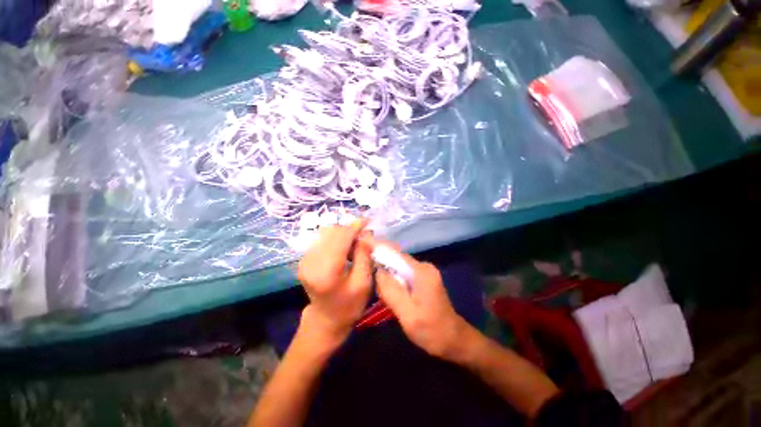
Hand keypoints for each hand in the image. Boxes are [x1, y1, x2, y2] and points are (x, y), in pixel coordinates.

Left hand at [297, 220, 372, 346]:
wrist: (326, 319)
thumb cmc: (349, 305)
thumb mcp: (363, 282)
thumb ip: (364, 256)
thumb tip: (365, 234)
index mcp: (326, 271)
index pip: (340, 238)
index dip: (354, 227)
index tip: (367, 220)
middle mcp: (311, 262)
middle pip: (332, 233)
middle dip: (350, 230)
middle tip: (364, 237)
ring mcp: (304, 260)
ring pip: (326, 234)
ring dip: (343, 234)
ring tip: (355, 245)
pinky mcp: (304, 259)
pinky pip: (322, 240)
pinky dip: (335, 240)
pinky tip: (344, 249)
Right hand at [373, 244, 472, 361]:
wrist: (454, 341)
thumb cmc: (432, 330)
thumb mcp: (408, 313)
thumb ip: (391, 290)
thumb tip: (377, 270)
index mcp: (421, 271)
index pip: (395, 253)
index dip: (378, 247)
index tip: (362, 241)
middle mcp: (423, 267)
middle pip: (396, 258)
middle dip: (379, 257)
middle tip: (360, 258)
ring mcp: (424, 273)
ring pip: (399, 266)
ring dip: (385, 268)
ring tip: (367, 268)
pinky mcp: (423, 280)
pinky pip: (403, 273)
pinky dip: (392, 276)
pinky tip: (382, 282)